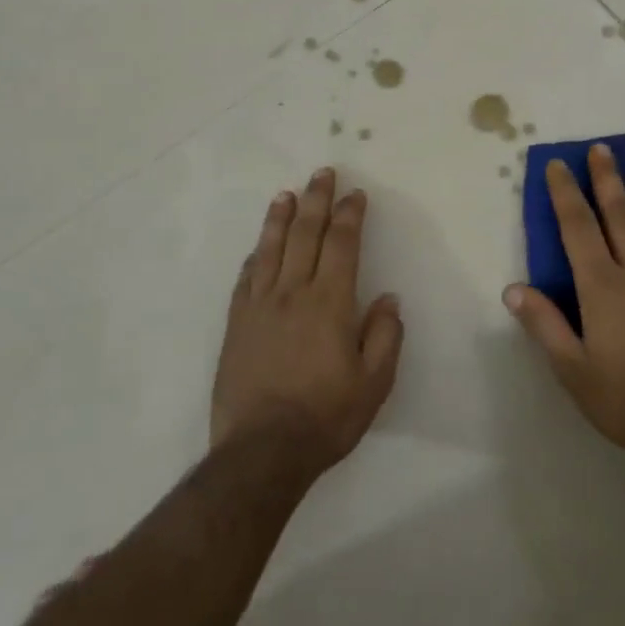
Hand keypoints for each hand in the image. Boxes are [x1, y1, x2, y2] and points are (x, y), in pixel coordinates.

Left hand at [213, 168, 403, 475]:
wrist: (261, 451)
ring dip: (280, 218)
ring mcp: (259, 307)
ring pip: (270, 250)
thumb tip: (388, 299)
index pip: (341, 245)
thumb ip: (384, 336)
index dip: (349, 215)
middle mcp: (293, 294)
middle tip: (322, 174)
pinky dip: (256, 257)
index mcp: (329, 303)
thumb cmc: (326, 417)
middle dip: (316, 200)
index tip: (355, 194)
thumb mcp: (374, 383)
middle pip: (305, 235)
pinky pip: (245, 280)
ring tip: (286, 194)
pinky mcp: (236, 325)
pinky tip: (259, 249)